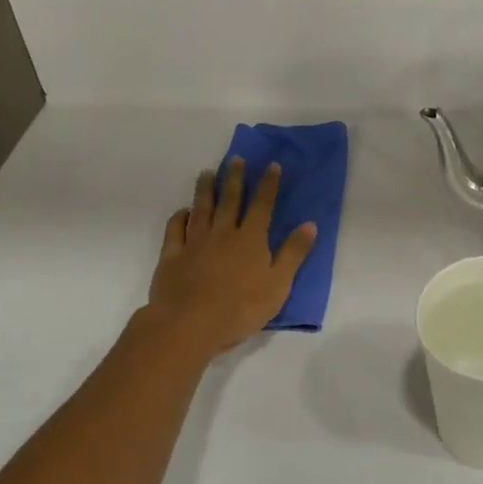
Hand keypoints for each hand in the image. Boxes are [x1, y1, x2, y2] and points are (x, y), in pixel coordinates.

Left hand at [145, 159, 316, 360]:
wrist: (189, 324)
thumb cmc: (240, 308)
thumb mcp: (278, 284)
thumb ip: (293, 253)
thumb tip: (310, 224)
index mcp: (250, 239)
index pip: (262, 205)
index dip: (268, 184)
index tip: (272, 165)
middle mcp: (223, 233)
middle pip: (230, 200)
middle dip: (235, 178)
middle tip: (236, 159)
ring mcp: (195, 242)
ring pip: (201, 208)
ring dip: (206, 189)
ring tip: (207, 173)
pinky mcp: (172, 256)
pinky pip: (175, 230)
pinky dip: (180, 217)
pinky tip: (183, 211)